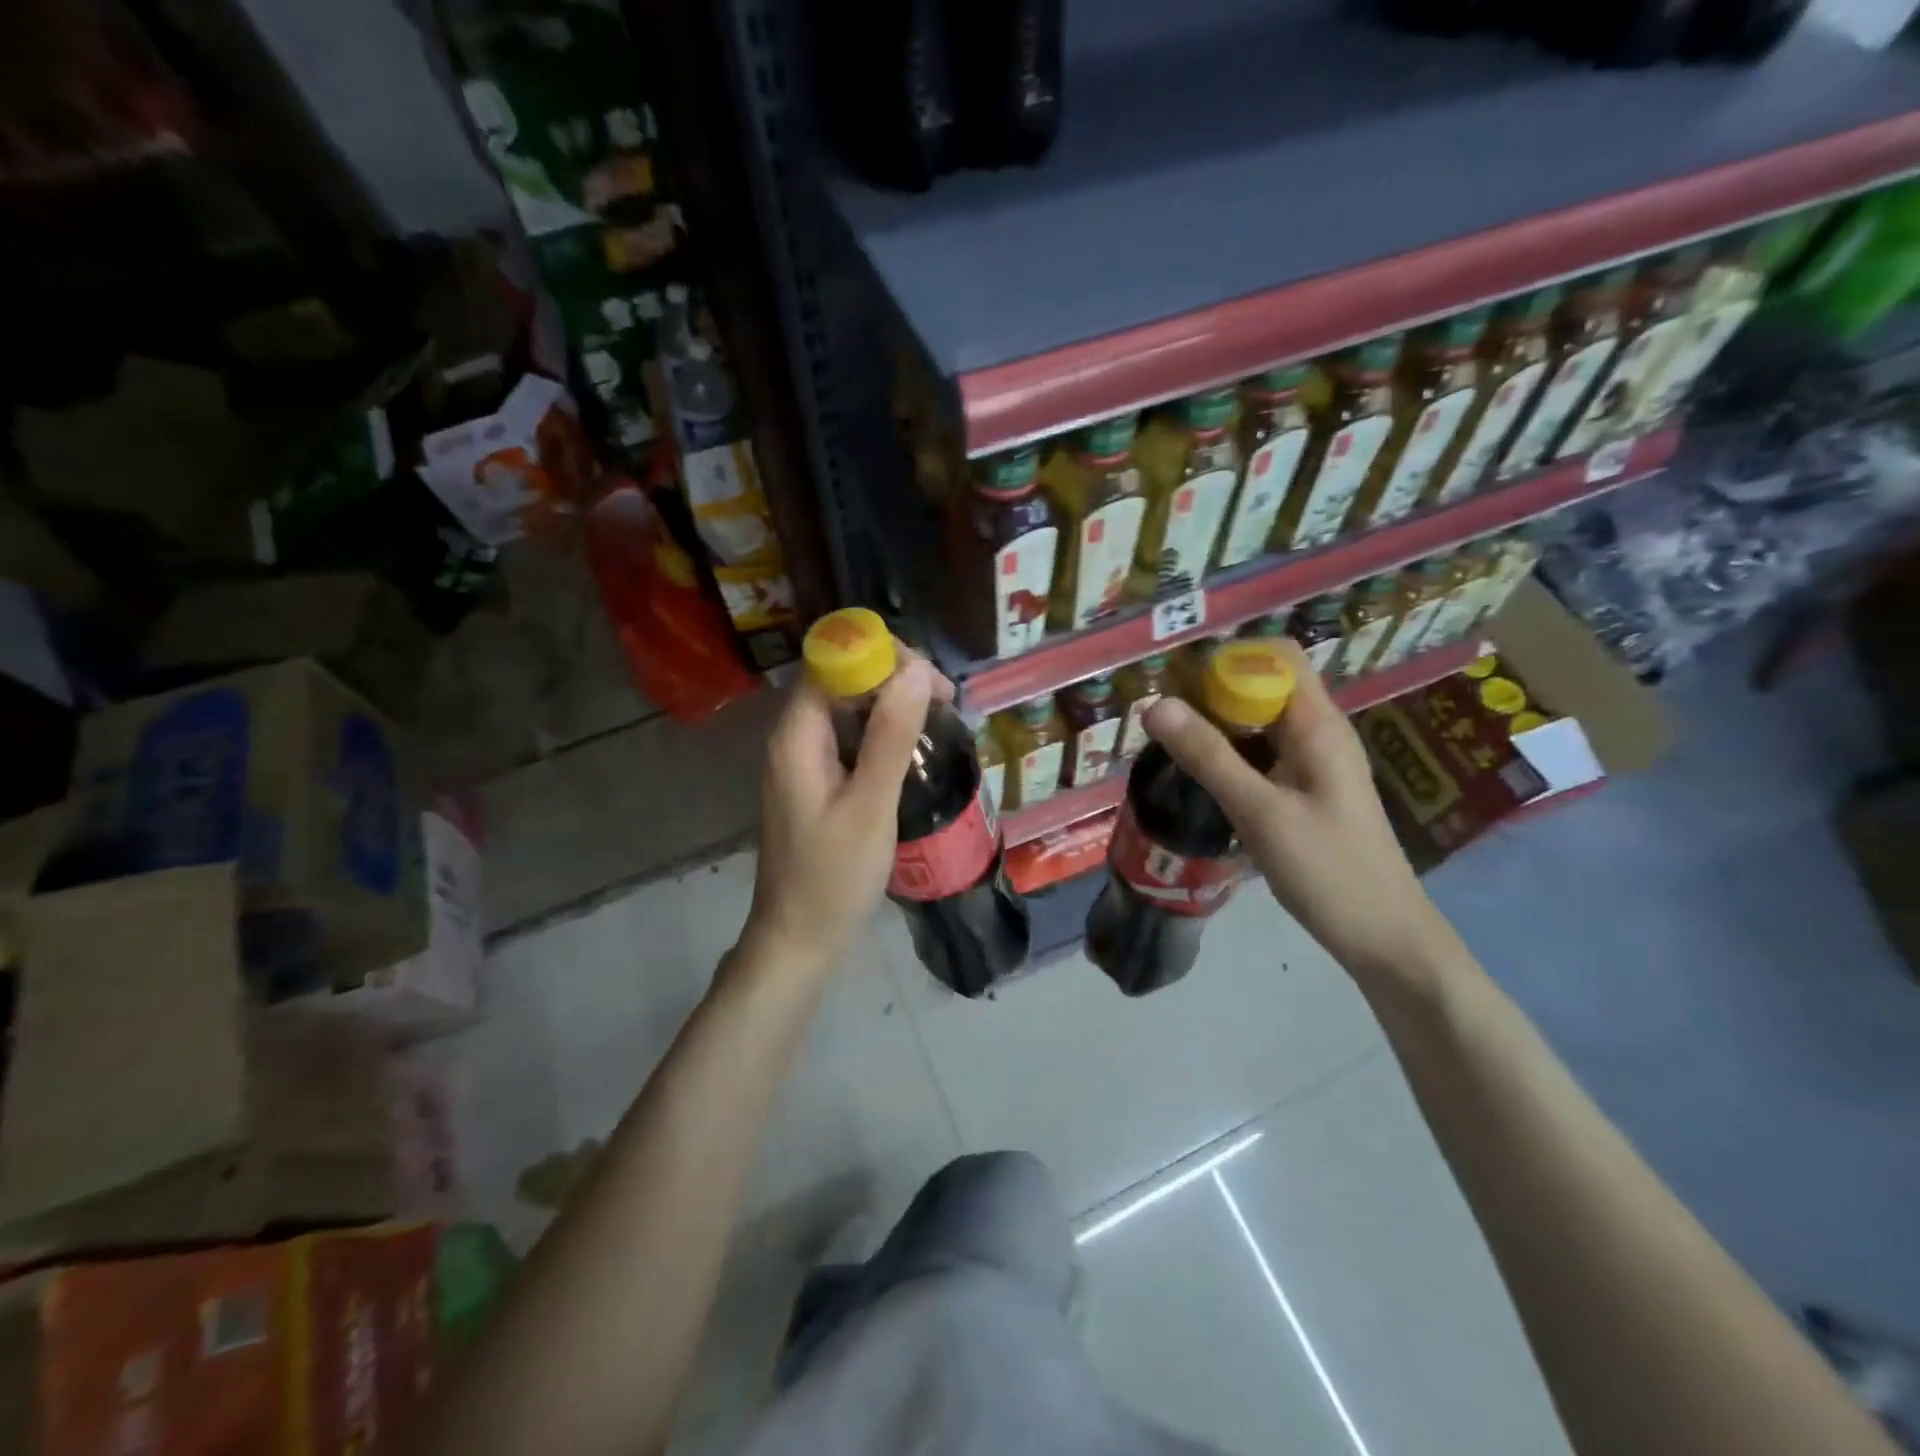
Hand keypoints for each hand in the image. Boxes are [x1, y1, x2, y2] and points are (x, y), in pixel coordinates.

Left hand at [740, 648, 954, 976]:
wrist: (799, 939)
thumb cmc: (834, 877)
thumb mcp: (870, 806)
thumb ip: (890, 737)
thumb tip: (916, 671)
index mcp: (797, 737)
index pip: (833, 663)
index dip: (881, 657)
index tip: (931, 682)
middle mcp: (794, 739)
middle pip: (840, 681)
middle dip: (893, 678)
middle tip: (945, 704)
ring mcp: (803, 762)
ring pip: (847, 709)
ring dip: (891, 705)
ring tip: (939, 721)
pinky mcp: (816, 782)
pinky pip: (849, 739)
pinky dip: (882, 734)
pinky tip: (913, 751)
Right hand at [1142, 639, 1452, 984]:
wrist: (1382, 934)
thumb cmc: (1326, 870)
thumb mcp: (1259, 811)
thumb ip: (1207, 756)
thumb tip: (1155, 705)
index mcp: (1318, 725)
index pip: (1276, 657)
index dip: (1228, 660)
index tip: (1179, 687)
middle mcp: (1319, 732)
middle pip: (1264, 685)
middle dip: (1212, 693)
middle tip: (1163, 722)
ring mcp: (1313, 761)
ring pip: (1259, 721)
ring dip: (1217, 725)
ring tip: (1170, 746)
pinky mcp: (1306, 788)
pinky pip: (1263, 752)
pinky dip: (1230, 754)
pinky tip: (1200, 777)